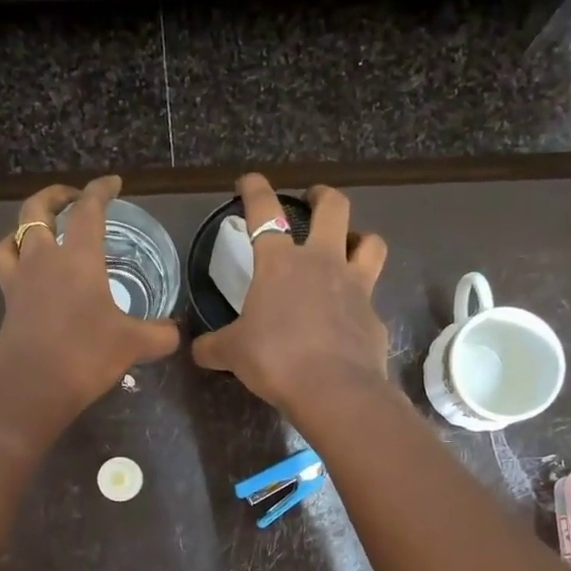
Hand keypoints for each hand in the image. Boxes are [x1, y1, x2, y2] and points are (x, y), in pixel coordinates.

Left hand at [0, 176, 179, 423]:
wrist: (31, 388)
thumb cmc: (86, 355)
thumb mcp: (134, 344)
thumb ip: (159, 334)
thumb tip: (175, 333)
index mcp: (77, 257)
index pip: (88, 210)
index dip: (100, 190)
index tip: (113, 183)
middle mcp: (43, 259)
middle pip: (37, 210)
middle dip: (55, 196)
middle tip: (71, 198)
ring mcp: (19, 281)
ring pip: (12, 237)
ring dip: (26, 226)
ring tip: (41, 232)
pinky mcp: (7, 305)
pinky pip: (6, 269)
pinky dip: (16, 260)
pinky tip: (30, 275)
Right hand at [191, 174, 389, 418]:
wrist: (333, 389)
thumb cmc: (275, 359)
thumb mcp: (232, 353)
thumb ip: (214, 346)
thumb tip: (197, 350)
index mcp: (280, 263)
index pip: (264, 211)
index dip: (254, 189)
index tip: (249, 181)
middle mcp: (322, 262)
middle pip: (334, 207)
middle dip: (322, 195)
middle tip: (312, 199)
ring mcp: (355, 286)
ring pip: (370, 242)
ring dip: (360, 237)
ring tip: (349, 246)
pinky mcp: (374, 316)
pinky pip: (371, 298)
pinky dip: (360, 301)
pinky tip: (349, 318)